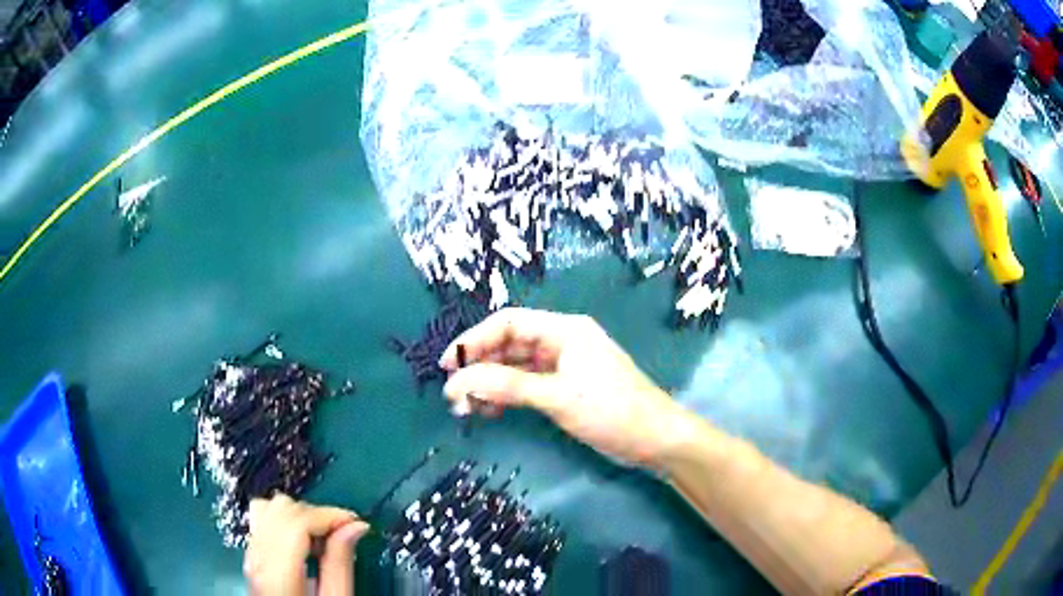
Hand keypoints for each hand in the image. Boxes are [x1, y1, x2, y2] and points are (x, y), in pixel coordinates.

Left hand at [244, 494, 369, 595]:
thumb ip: (341, 565)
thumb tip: (354, 527)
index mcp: (277, 574)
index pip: (297, 522)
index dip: (328, 515)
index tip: (353, 521)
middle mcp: (257, 559)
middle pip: (280, 509)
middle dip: (315, 514)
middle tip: (342, 532)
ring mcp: (251, 557)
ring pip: (268, 508)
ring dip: (299, 515)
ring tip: (323, 537)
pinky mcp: (253, 558)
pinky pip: (263, 522)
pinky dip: (287, 522)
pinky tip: (305, 542)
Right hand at [440, 308, 694, 466]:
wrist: (655, 439)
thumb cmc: (611, 410)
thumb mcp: (557, 396)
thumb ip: (506, 386)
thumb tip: (457, 381)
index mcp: (563, 329)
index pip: (508, 323)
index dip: (474, 340)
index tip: (448, 365)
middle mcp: (561, 341)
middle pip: (508, 345)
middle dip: (479, 367)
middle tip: (454, 396)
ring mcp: (563, 366)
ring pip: (515, 368)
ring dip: (490, 385)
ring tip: (467, 409)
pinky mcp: (565, 388)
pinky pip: (527, 386)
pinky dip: (507, 396)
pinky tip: (490, 411)